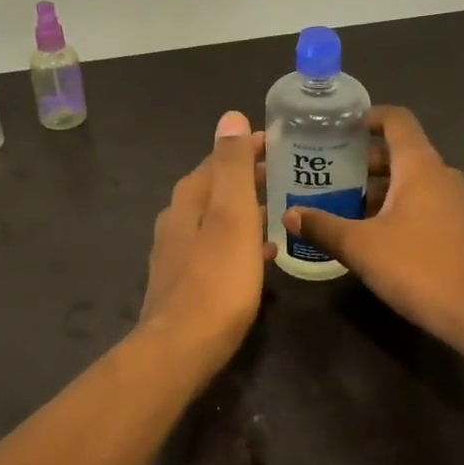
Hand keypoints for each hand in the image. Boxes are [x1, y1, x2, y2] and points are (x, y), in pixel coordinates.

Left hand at [138, 111, 272, 365]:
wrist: (182, 348)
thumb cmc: (216, 279)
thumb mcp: (231, 216)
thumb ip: (232, 166)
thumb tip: (230, 117)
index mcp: (190, 198)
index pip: (220, 158)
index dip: (248, 147)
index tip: (280, 143)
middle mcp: (178, 219)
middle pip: (216, 187)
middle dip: (248, 177)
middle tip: (286, 175)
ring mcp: (177, 252)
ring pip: (217, 218)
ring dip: (245, 209)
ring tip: (278, 210)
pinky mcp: (184, 280)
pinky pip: (217, 247)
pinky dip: (240, 240)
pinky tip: (263, 254)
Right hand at [281, 106, 463, 344]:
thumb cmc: (417, 267)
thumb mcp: (360, 247)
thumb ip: (322, 226)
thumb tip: (290, 215)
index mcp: (420, 165)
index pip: (396, 119)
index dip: (368, 117)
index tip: (338, 129)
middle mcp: (442, 175)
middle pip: (401, 151)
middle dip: (365, 159)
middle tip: (330, 172)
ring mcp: (457, 202)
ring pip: (413, 180)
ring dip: (381, 186)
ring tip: (345, 203)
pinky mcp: (462, 228)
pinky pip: (426, 202)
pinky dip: (399, 205)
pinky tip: (375, 232)